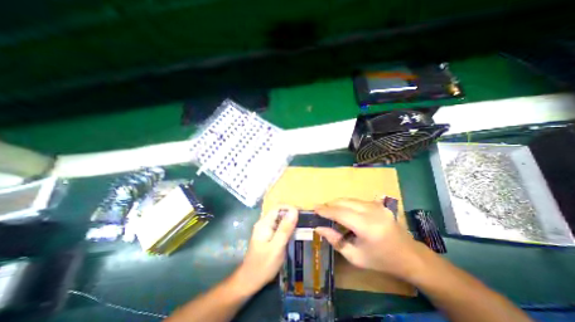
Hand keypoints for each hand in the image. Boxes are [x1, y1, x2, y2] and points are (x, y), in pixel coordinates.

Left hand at [233, 206, 297, 294]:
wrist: (249, 281)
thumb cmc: (263, 265)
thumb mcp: (277, 247)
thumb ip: (285, 229)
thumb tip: (294, 211)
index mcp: (264, 223)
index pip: (278, 207)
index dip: (290, 208)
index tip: (302, 214)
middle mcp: (264, 223)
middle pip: (279, 212)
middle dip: (291, 215)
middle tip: (304, 222)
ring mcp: (265, 229)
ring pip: (279, 220)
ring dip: (290, 222)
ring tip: (302, 228)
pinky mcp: (267, 236)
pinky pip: (278, 227)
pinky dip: (286, 228)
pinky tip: (294, 235)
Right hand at [314, 198, 425, 280]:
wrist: (410, 256)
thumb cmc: (381, 261)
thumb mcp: (355, 256)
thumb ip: (335, 240)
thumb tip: (319, 228)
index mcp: (367, 227)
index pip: (340, 213)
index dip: (325, 210)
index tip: (314, 209)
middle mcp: (372, 212)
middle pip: (344, 202)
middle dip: (330, 204)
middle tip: (320, 210)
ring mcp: (376, 206)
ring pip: (350, 199)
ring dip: (337, 203)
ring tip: (329, 210)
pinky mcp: (378, 204)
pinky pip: (357, 200)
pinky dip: (346, 204)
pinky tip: (343, 210)